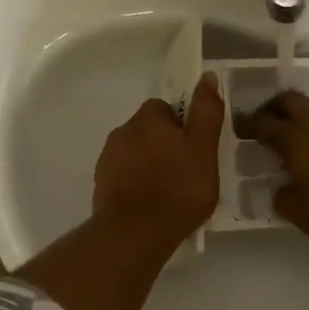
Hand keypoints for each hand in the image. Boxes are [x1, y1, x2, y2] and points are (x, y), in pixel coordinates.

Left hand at [93, 72, 222, 248]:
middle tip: (187, 171)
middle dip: (164, 145)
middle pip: (148, 130)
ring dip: (150, 165)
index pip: (164, 108)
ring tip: (170, 192)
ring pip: (134, 154)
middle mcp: (122, 132)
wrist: (135, 233)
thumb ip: (206, 112)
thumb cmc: (178, 189)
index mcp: (147, 119)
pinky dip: (137, 184)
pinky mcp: (101, 185)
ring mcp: (107, 160)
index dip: (181, 125)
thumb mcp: (204, 149)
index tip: (195, 147)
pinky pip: (124, 176)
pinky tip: (151, 205)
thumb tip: (207, 76)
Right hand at [235, 91, 308, 241]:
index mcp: (293, 139)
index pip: (263, 124)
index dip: (248, 124)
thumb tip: (279, 192)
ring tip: (297, 129)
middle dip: (273, 106)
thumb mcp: (300, 213)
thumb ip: (283, 200)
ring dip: (303, 113)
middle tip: (265, 119)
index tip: (239, 127)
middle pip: (290, 100)